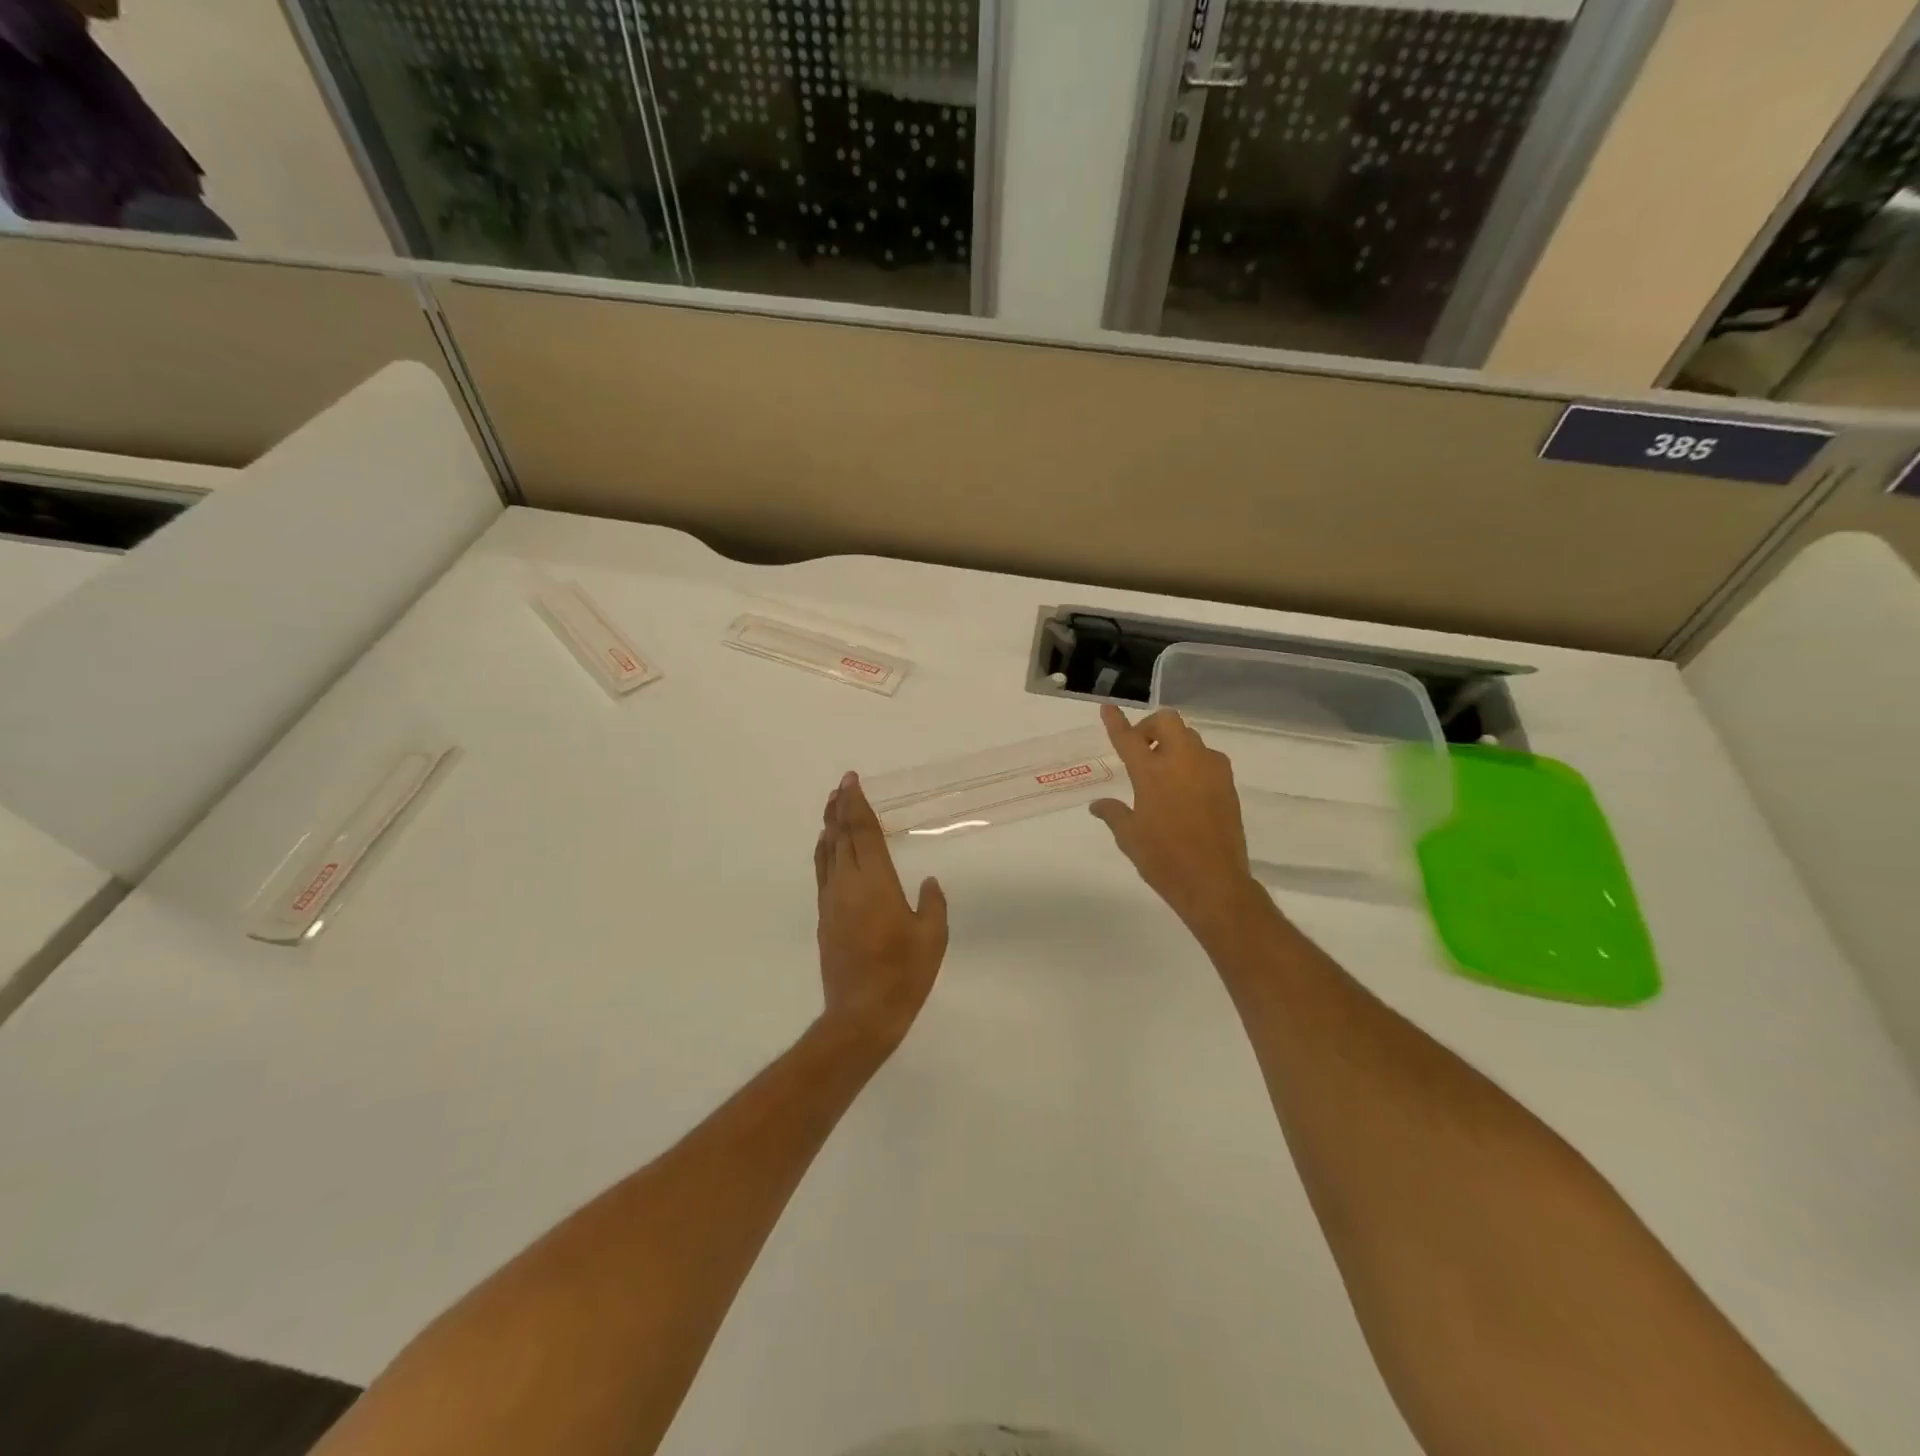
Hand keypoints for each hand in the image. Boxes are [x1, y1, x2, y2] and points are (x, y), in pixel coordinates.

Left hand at [814, 772, 948, 1052]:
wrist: (861, 1014)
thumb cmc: (903, 974)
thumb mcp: (932, 938)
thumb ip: (932, 905)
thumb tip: (928, 882)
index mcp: (876, 883)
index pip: (862, 832)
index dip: (857, 804)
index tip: (851, 781)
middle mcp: (848, 884)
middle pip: (840, 836)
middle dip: (840, 808)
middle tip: (841, 785)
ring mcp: (832, 901)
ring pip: (827, 853)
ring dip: (829, 827)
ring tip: (831, 807)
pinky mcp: (825, 918)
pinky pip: (823, 873)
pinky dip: (825, 852)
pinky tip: (829, 849)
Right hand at [1090, 704, 1270, 935]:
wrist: (1214, 882)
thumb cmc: (1164, 859)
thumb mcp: (1129, 837)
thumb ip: (1113, 813)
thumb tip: (1098, 805)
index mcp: (1151, 772)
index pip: (1128, 738)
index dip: (1116, 721)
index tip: (1108, 707)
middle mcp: (1182, 761)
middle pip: (1167, 721)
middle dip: (1151, 727)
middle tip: (1141, 748)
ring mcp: (1209, 769)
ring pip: (1190, 736)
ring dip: (1174, 743)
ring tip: (1165, 769)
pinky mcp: (1228, 783)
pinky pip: (1207, 757)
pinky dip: (1193, 760)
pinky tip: (1187, 786)